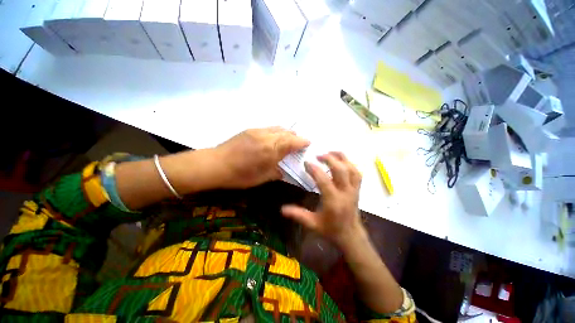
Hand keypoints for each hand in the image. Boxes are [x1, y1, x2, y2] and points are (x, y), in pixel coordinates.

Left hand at [211, 127, 309, 188]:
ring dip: (286, 132)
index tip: (308, 142)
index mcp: (271, 150)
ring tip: (288, 138)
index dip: (301, 141)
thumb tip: (282, 170)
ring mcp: (258, 131)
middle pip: (286, 132)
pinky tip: (274, 138)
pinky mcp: (250, 130)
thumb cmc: (240, 175)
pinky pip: (268, 128)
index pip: (292, 141)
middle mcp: (267, 137)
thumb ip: (276, 172)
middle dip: (295, 136)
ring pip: (277, 128)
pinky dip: (276, 131)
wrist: (216, 164)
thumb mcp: (262, 178)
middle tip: (299, 142)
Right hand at [281, 152, 363, 247]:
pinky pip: (357, 173)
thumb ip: (298, 215)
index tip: (306, 163)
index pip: (324, 180)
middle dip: (329, 159)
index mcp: (333, 201)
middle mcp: (345, 193)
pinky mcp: (357, 189)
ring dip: (342, 158)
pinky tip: (342, 161)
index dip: (314, 169)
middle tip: (318, 155)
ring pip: (352, 169)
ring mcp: (353, 190)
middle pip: (341, 170)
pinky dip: (350, 164)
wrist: (350, 236)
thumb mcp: (312, 224)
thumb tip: (282, 209)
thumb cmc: (331, 230)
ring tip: (331, 152)